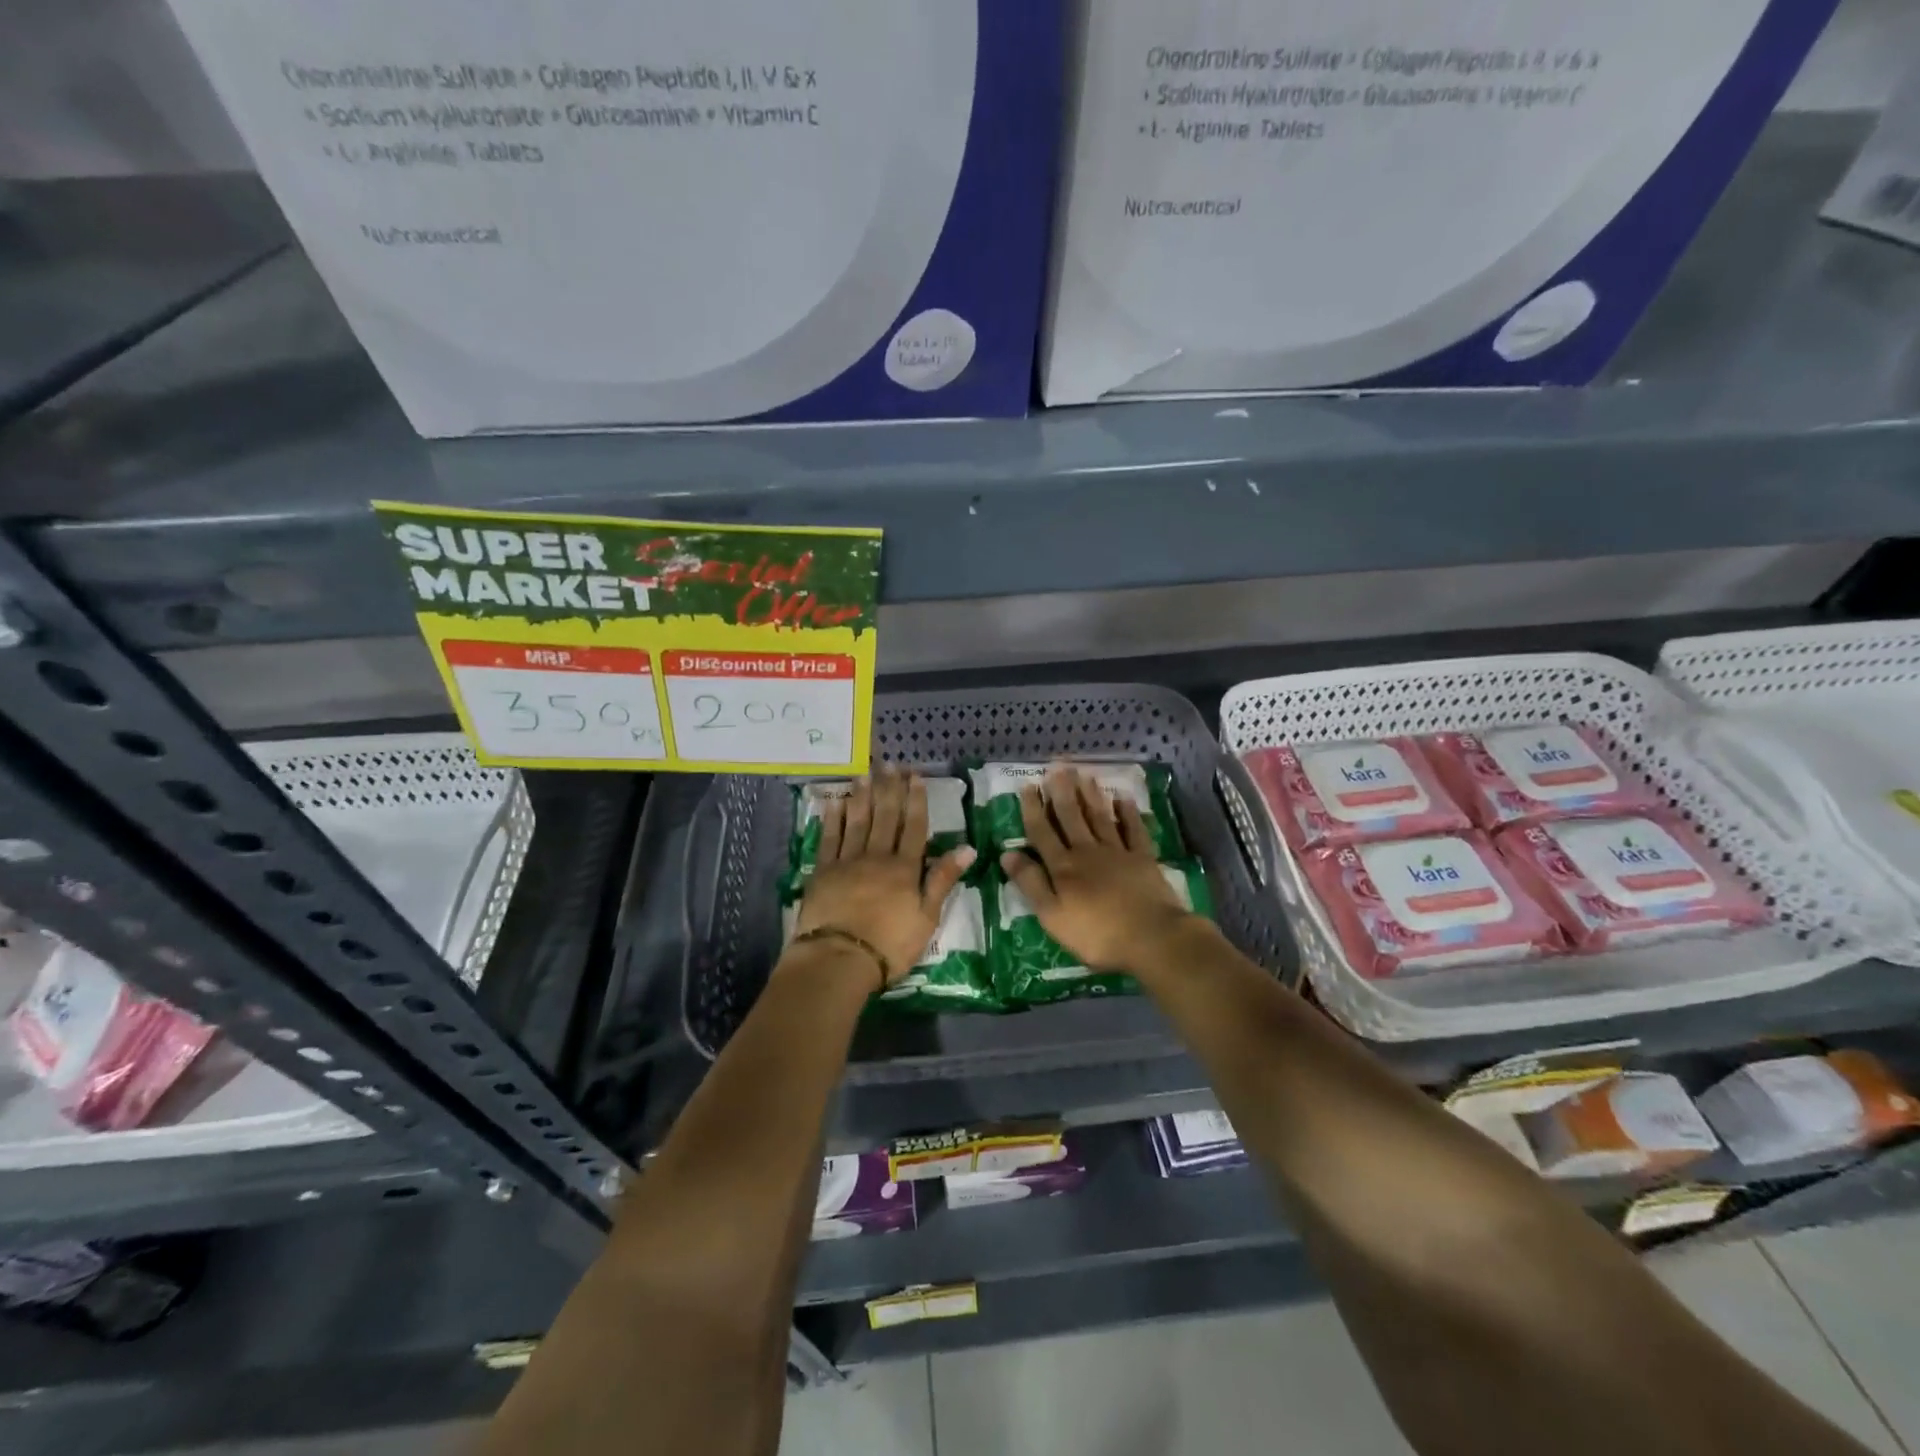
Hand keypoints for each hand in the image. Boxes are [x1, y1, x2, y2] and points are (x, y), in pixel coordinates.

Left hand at [795, 767, 975, 985]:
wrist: (840, 958)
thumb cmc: (890, 944)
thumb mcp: (927, 917)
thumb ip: (943, 879)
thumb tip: (967, 848)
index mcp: (905, 868)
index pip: (914, 827)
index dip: (916, 800)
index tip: (915, 776)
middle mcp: (877, 856)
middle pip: (886, 817)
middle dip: (890, 789)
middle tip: (890, 764)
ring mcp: (847, 861)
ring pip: (857, 821)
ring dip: (862, 796)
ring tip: (865, 774)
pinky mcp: (823, 871)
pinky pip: (829, 837)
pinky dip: (833, 818)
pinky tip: (836, 802)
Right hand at [1000, 764, 1197, 972]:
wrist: (1151, 938)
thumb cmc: (1096, 934)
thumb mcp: (1052, 916)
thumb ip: (1030, 883)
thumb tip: (1007, 853)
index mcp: (1063, 867)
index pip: (1042, 832)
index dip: (1033, 809)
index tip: (1028, 786)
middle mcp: (1087, 852)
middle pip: (1071, 816)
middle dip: (1062, 791)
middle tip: (1057, 766)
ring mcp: (1118, 852)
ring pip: (1100, 817)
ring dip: (1090, 795)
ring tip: (1083, 774)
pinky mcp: (1143, 858)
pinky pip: (1134, 829)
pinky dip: (1128, 812)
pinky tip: (1123, 798)